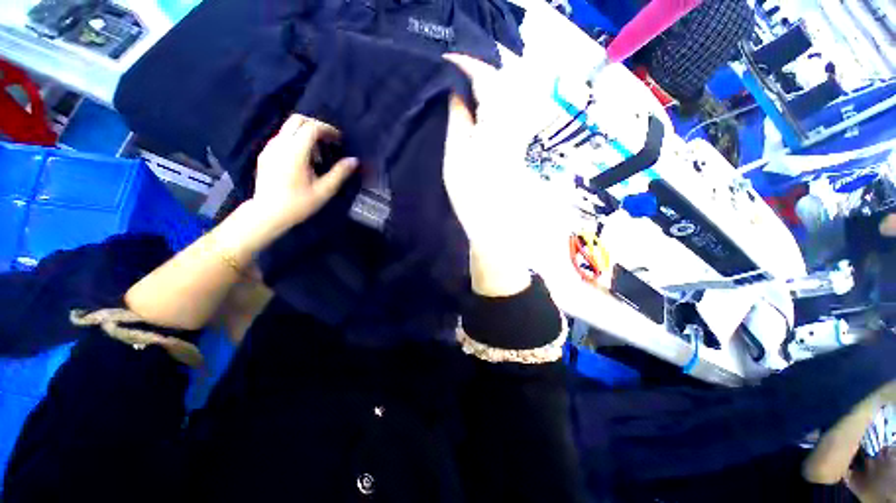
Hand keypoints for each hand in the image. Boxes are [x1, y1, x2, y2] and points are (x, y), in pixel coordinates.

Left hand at [251, 114, 357, 233]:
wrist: (268, 214)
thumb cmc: (298, 204)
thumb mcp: (324, 190)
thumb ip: (339, 173)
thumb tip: (354, 160)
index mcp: (295, 152)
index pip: (311, 127)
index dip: (328, 129)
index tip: (339, 140)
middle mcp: (280, 144)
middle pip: (297, 120)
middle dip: (316, 126)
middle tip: (329, 141)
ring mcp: (270, 148)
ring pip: (289, 128)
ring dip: (306, 134)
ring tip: (317, 155)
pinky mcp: (265, 154)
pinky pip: (282, 138)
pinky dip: (296, 141)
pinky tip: (303, 160)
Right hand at [443, 54, 559, 295]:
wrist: (496, 226)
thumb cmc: (472, 193)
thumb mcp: (456, 153)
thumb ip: (458, 118)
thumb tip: (456, 93)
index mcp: (498, 120)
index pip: (486, 76)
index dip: (465, 65)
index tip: (444, 62)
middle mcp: (513, 122)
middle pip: (499, 84)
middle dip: (475, 75)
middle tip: (450, 78)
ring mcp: (517, 136)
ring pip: (502, 100)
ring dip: (481, 92)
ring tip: (459, 94)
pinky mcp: (515, 149)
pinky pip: (504, 117)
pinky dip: (488, 110)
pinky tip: (474, 116)